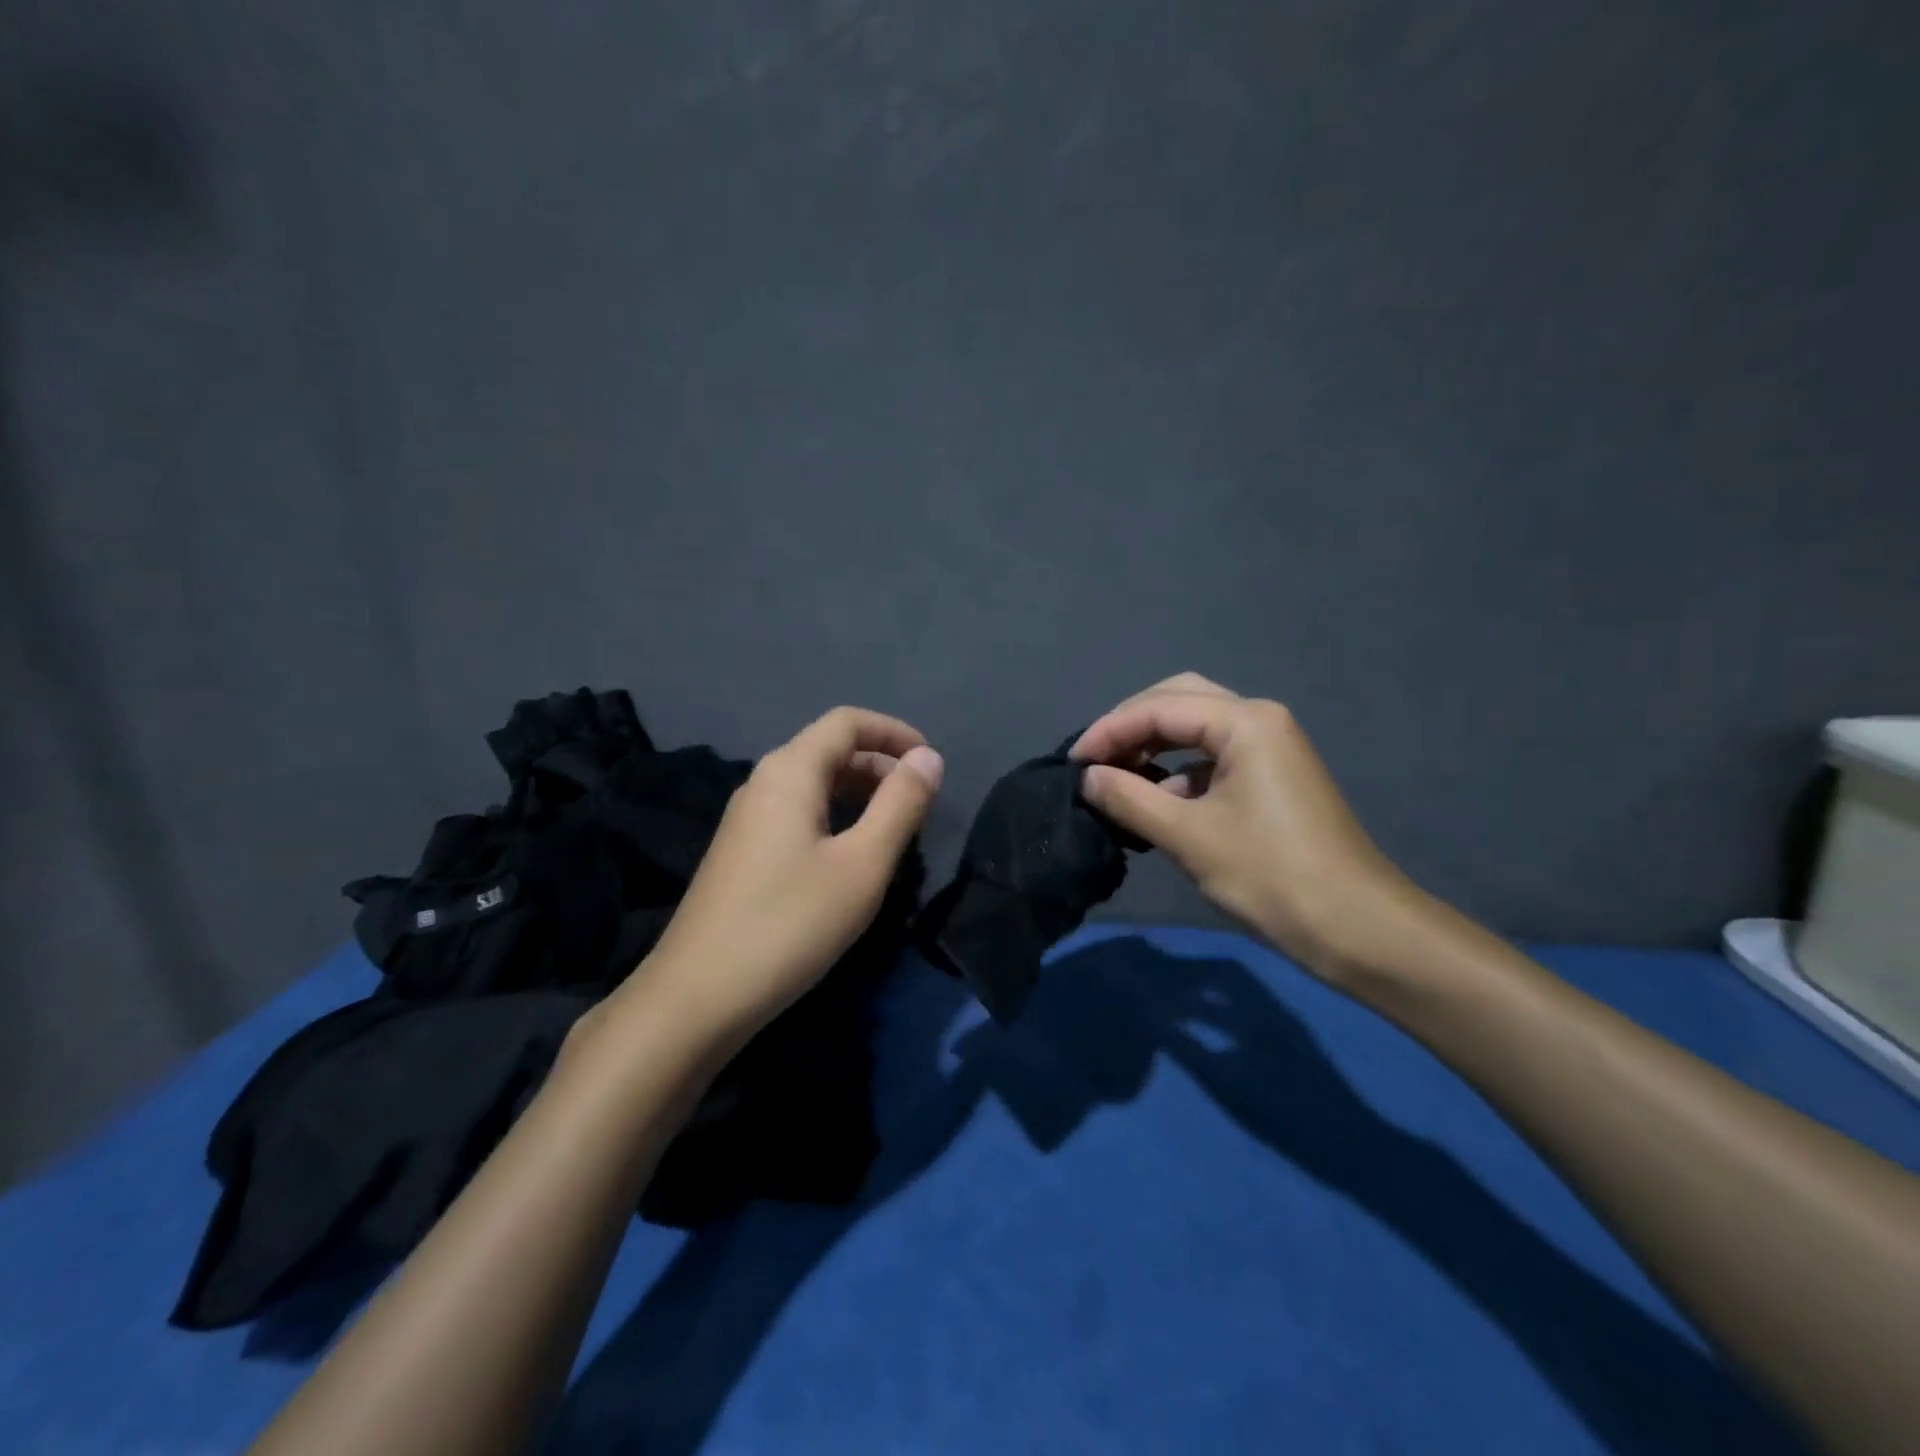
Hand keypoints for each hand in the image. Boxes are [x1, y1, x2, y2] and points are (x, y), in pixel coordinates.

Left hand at [622, 707, 942, 1039]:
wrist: (697, 996)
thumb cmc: (790, 924)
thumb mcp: (862, 865)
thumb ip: (900, 805)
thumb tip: (930, 758)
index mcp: (790, 772)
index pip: (847, 722)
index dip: (894, 732)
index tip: (931, 763)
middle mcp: (763, 782)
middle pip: (829, 750)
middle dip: (881, 765)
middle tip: (920, 804)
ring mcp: (746, 819)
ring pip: (813, 784)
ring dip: (859, 793)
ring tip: (895, 828)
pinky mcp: (740, 852)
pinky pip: (797, 812)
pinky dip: (835, 816)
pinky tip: (850, 856)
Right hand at [1071, 674, 1431, 983]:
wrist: (1356, 927)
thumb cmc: (1271, 875)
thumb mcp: (1188, 836)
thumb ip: (1130, 798)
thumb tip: (1088, 777)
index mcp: (1245, 722)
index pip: (1159, 708)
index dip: (1109, 731)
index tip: (1072, 763)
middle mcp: (1260, 720)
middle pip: (1180, 700)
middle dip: (1131, 725)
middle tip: (1095, 758)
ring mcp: (1270, 747)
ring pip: (1197, 727)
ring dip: (1154, 744)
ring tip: (1116, 775)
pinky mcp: (1271, 778)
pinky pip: (1212, 756)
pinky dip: (1178, 769)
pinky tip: (1155, 799)